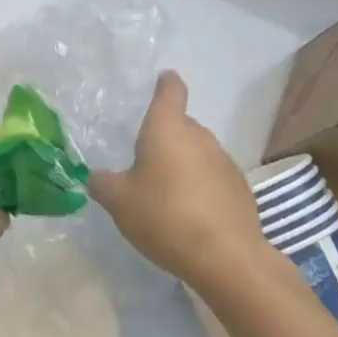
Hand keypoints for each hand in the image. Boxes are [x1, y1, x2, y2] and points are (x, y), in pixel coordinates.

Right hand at [90, 72, 265, 288]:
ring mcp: (224, 161)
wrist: (226, 257)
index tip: (162, 79)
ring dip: (183, 163)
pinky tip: (190, 212)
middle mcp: (199, 136)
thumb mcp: (118, 201)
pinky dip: (200, 185)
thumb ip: (102, 183)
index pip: (170, 91)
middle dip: (165, 136)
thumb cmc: (164, 216)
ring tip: (165, 191)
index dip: (165, 84)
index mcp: (167, 129)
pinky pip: (213, 176)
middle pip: (181, 125)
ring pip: (197, 151)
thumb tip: (97, 177)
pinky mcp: (240, 188)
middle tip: (144, 159)